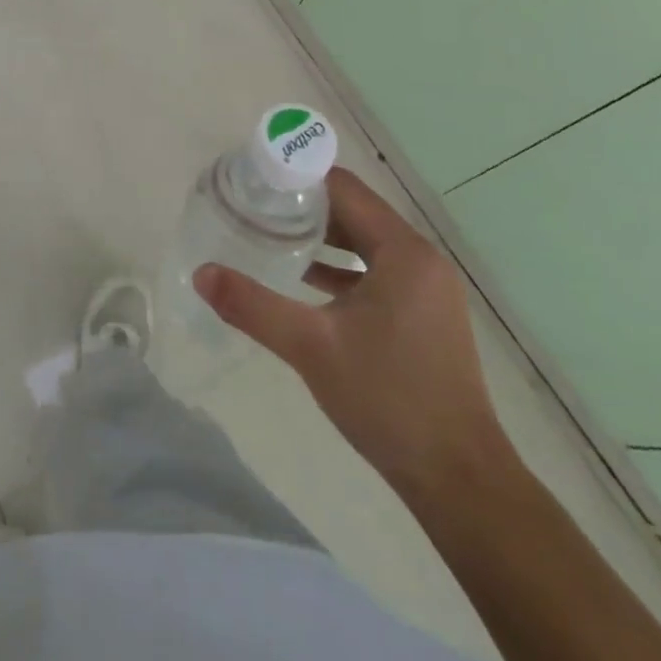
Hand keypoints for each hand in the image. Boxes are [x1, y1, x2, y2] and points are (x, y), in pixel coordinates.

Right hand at [194, 166, 509, 500]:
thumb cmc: (388, 399)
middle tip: (255, 207)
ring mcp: (427, 290)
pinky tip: (303, 281)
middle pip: (355, 212)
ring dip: (322, 238)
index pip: (345, 189)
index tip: (255, 181)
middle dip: (305, 207)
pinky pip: (376, 273)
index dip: (298, 179)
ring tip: (270, 235)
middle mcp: (421, 260)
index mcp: (403, 252)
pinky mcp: (424, 316)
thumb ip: (253, 305)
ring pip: (365, 244)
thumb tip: (201, 274)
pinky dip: (341, 269)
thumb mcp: (311, 347)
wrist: (459, 481)